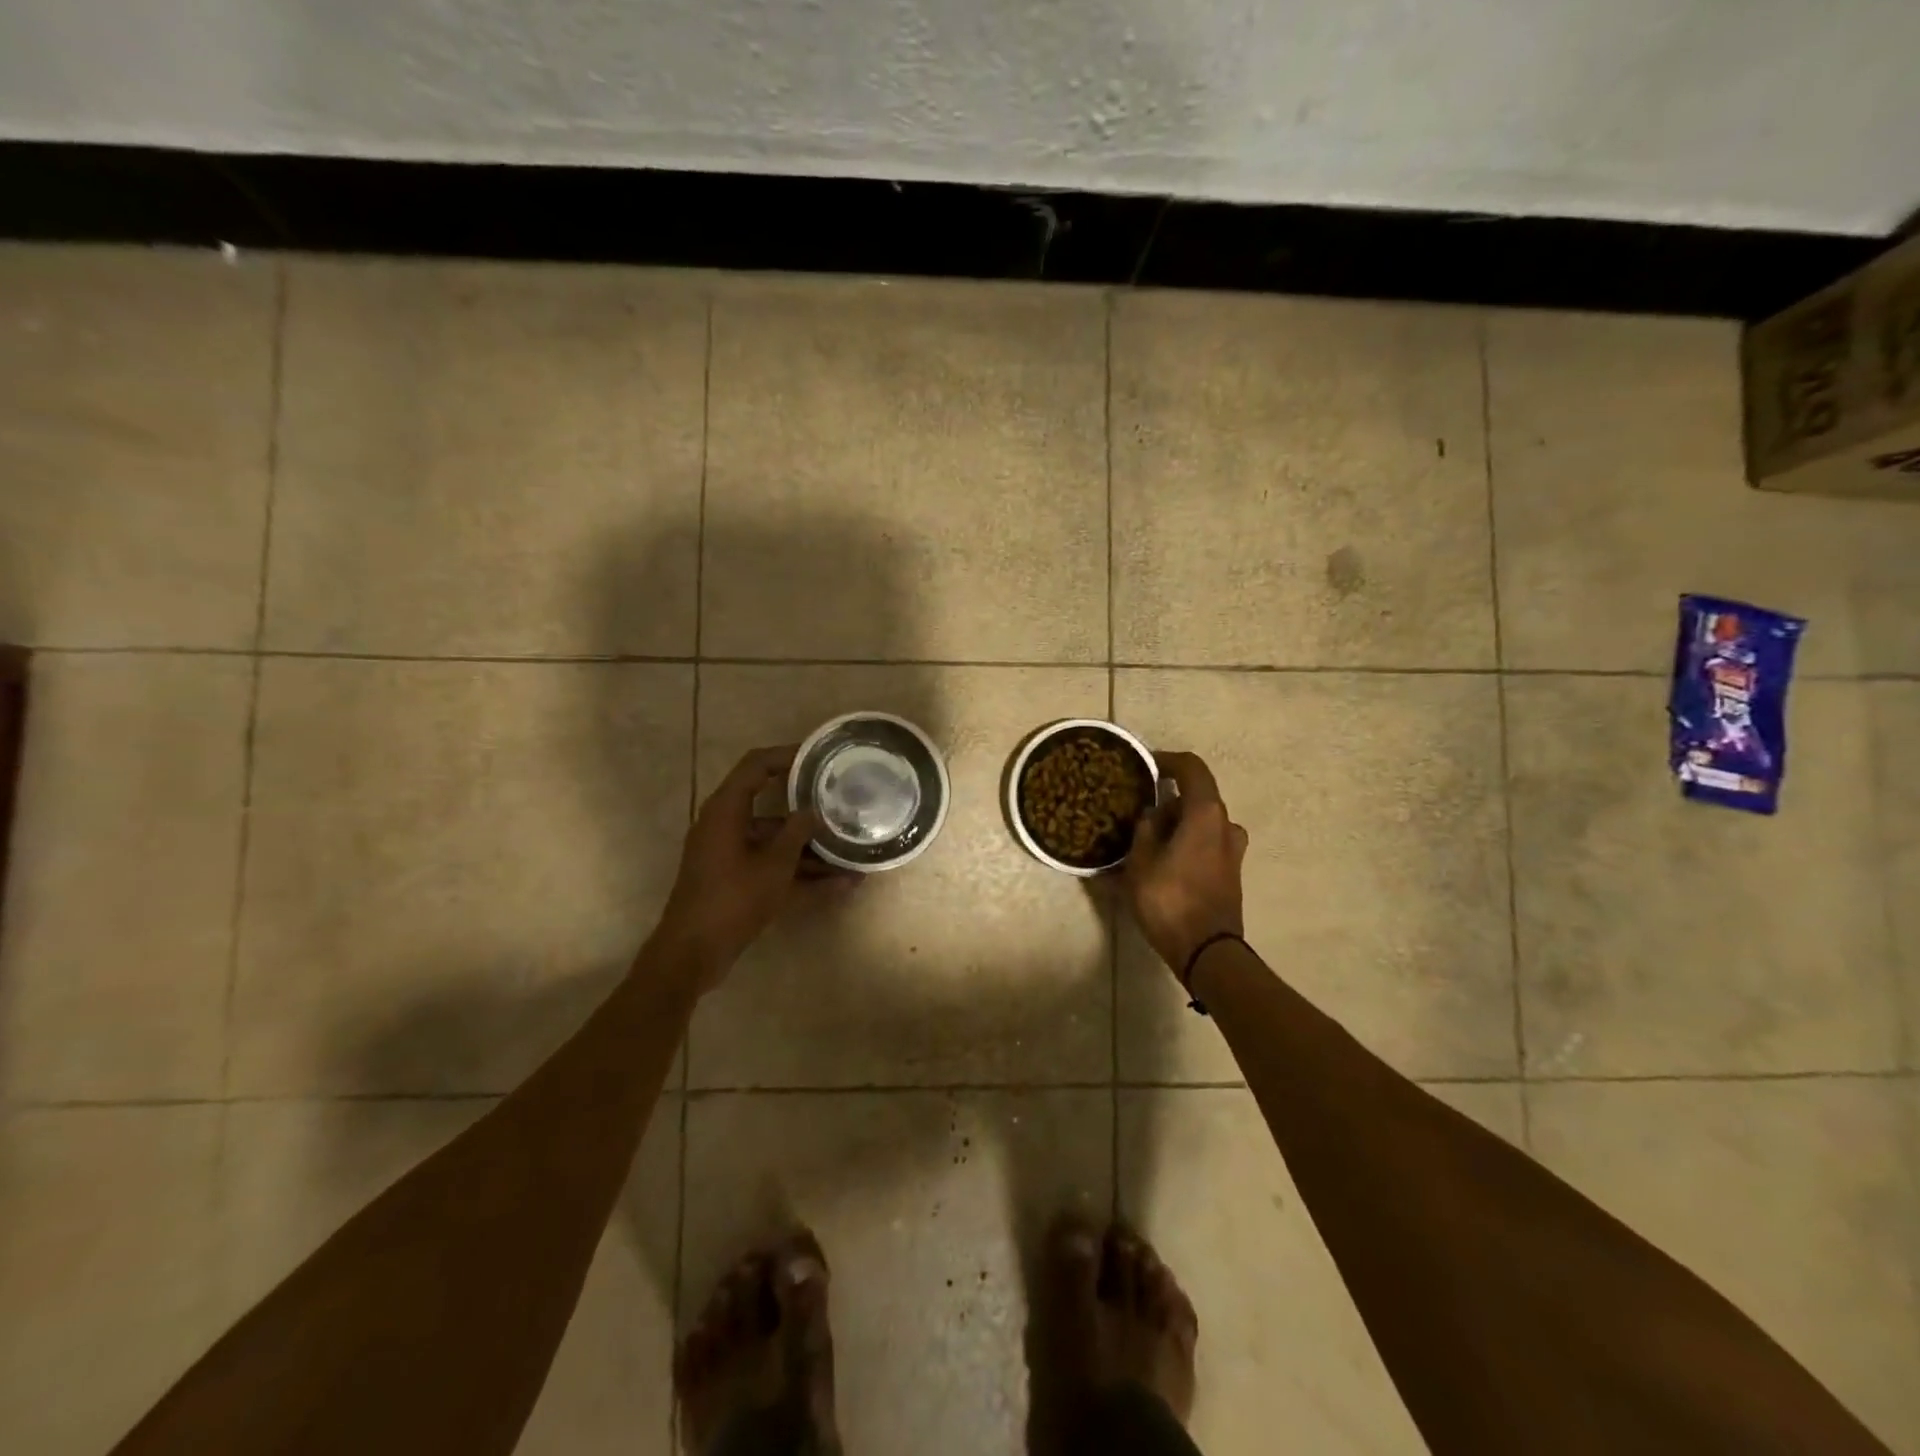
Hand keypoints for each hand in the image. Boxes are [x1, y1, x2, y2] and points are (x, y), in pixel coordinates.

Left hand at [650, 746, 849, 991]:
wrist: (692, 953)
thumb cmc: (732, 899)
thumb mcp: (774, 864)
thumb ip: (797, 833)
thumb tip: (813, 812)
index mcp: (727, 810)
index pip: (756, 766)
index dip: (787, 756)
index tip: (820, 757)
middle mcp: (726, 826)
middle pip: (771, 806)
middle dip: (808, 809)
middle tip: (842, 803)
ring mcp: (731, 855)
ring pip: (776, 842)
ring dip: (811, 849)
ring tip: (852, 853)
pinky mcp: (736, 881)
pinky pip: (773, 868)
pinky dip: (801, 875)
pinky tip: (840, 886)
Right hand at [1124, 751, 1248, 976]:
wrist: (1207, 952)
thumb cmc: (1169, 900)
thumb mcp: (1140, 862)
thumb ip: (1145, 830)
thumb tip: (1152, 815)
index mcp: (1206, 814)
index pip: (1191, 768)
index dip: (1167, 761)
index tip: (1144, 765)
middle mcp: (1226, 825)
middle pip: (1195, 798)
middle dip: (1165, 803)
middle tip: (1136, 816)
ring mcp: (1233, 850)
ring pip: (1199, 824)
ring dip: (1175, 827)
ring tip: (1145, 843)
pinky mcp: (1231, 872)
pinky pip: (1205, 844)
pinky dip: (1185, 844)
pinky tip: (1161, 863)